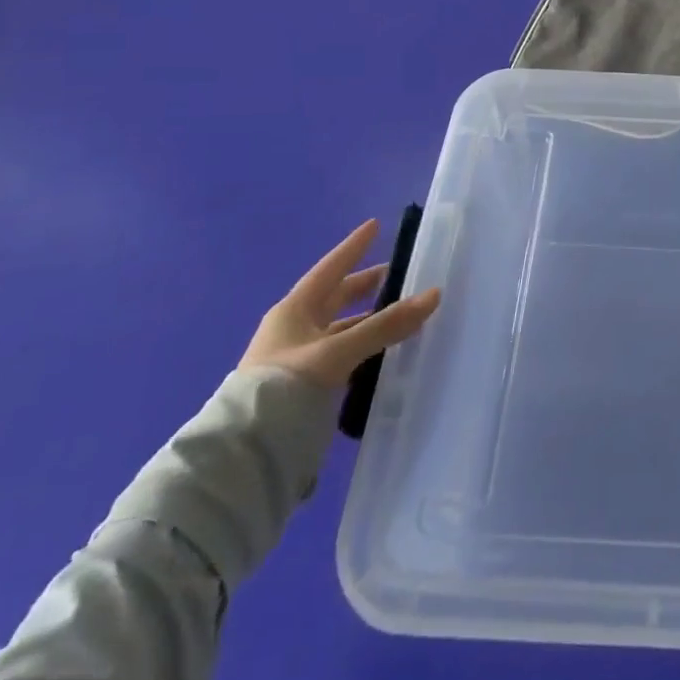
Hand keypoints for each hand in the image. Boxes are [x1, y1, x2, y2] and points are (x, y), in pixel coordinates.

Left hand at [240, 219, 442, 388]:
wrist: (245, 453)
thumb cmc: (285, 386)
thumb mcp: (339, 351)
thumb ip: (386, 325)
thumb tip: (434, 294)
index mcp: (294, 311)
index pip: (330, 269)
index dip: (353, 247)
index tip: (375, 226)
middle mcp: (296, 330)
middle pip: (337, 299)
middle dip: (366, 285)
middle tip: (398, 274)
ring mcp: (300, 361)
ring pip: (343, 330)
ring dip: (370, 321)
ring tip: (404, 315)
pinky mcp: (307, 389)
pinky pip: (345, 357)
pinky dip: (367, 349)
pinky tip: (387, 353)